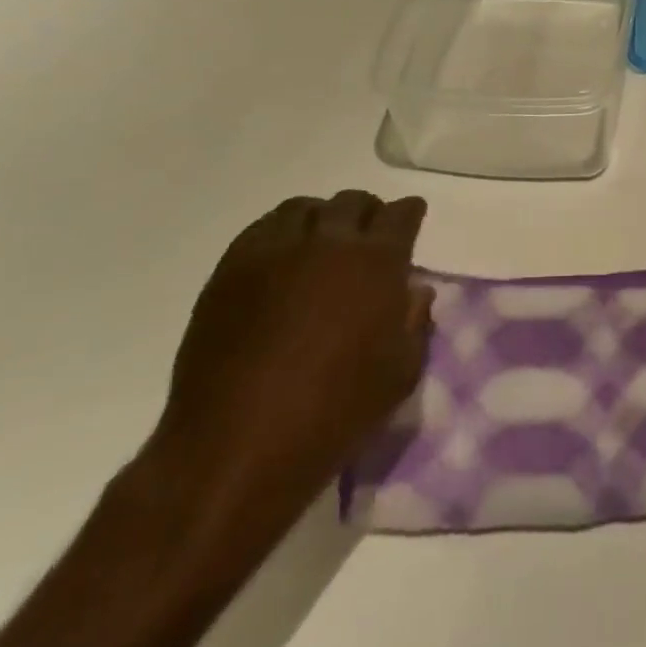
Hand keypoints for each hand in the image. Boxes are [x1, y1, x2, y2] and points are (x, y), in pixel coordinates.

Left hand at [150, 192, 433, 525]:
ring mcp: (274, 251)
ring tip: (322, 243)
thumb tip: (413, 290)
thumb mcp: (399, 374)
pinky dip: (281, 233)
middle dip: (368, 213)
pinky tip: (282, 260)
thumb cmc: (334, 412)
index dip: (409, 213)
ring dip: (322, 218)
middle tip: (368, 236)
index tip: (410, 219)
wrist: (237, 444)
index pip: (400, 214)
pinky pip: (262, 229)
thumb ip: (414, 323)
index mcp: (375, 262)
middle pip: (353, 202)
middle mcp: (327, 241)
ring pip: (304, 208)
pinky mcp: (231, 269)